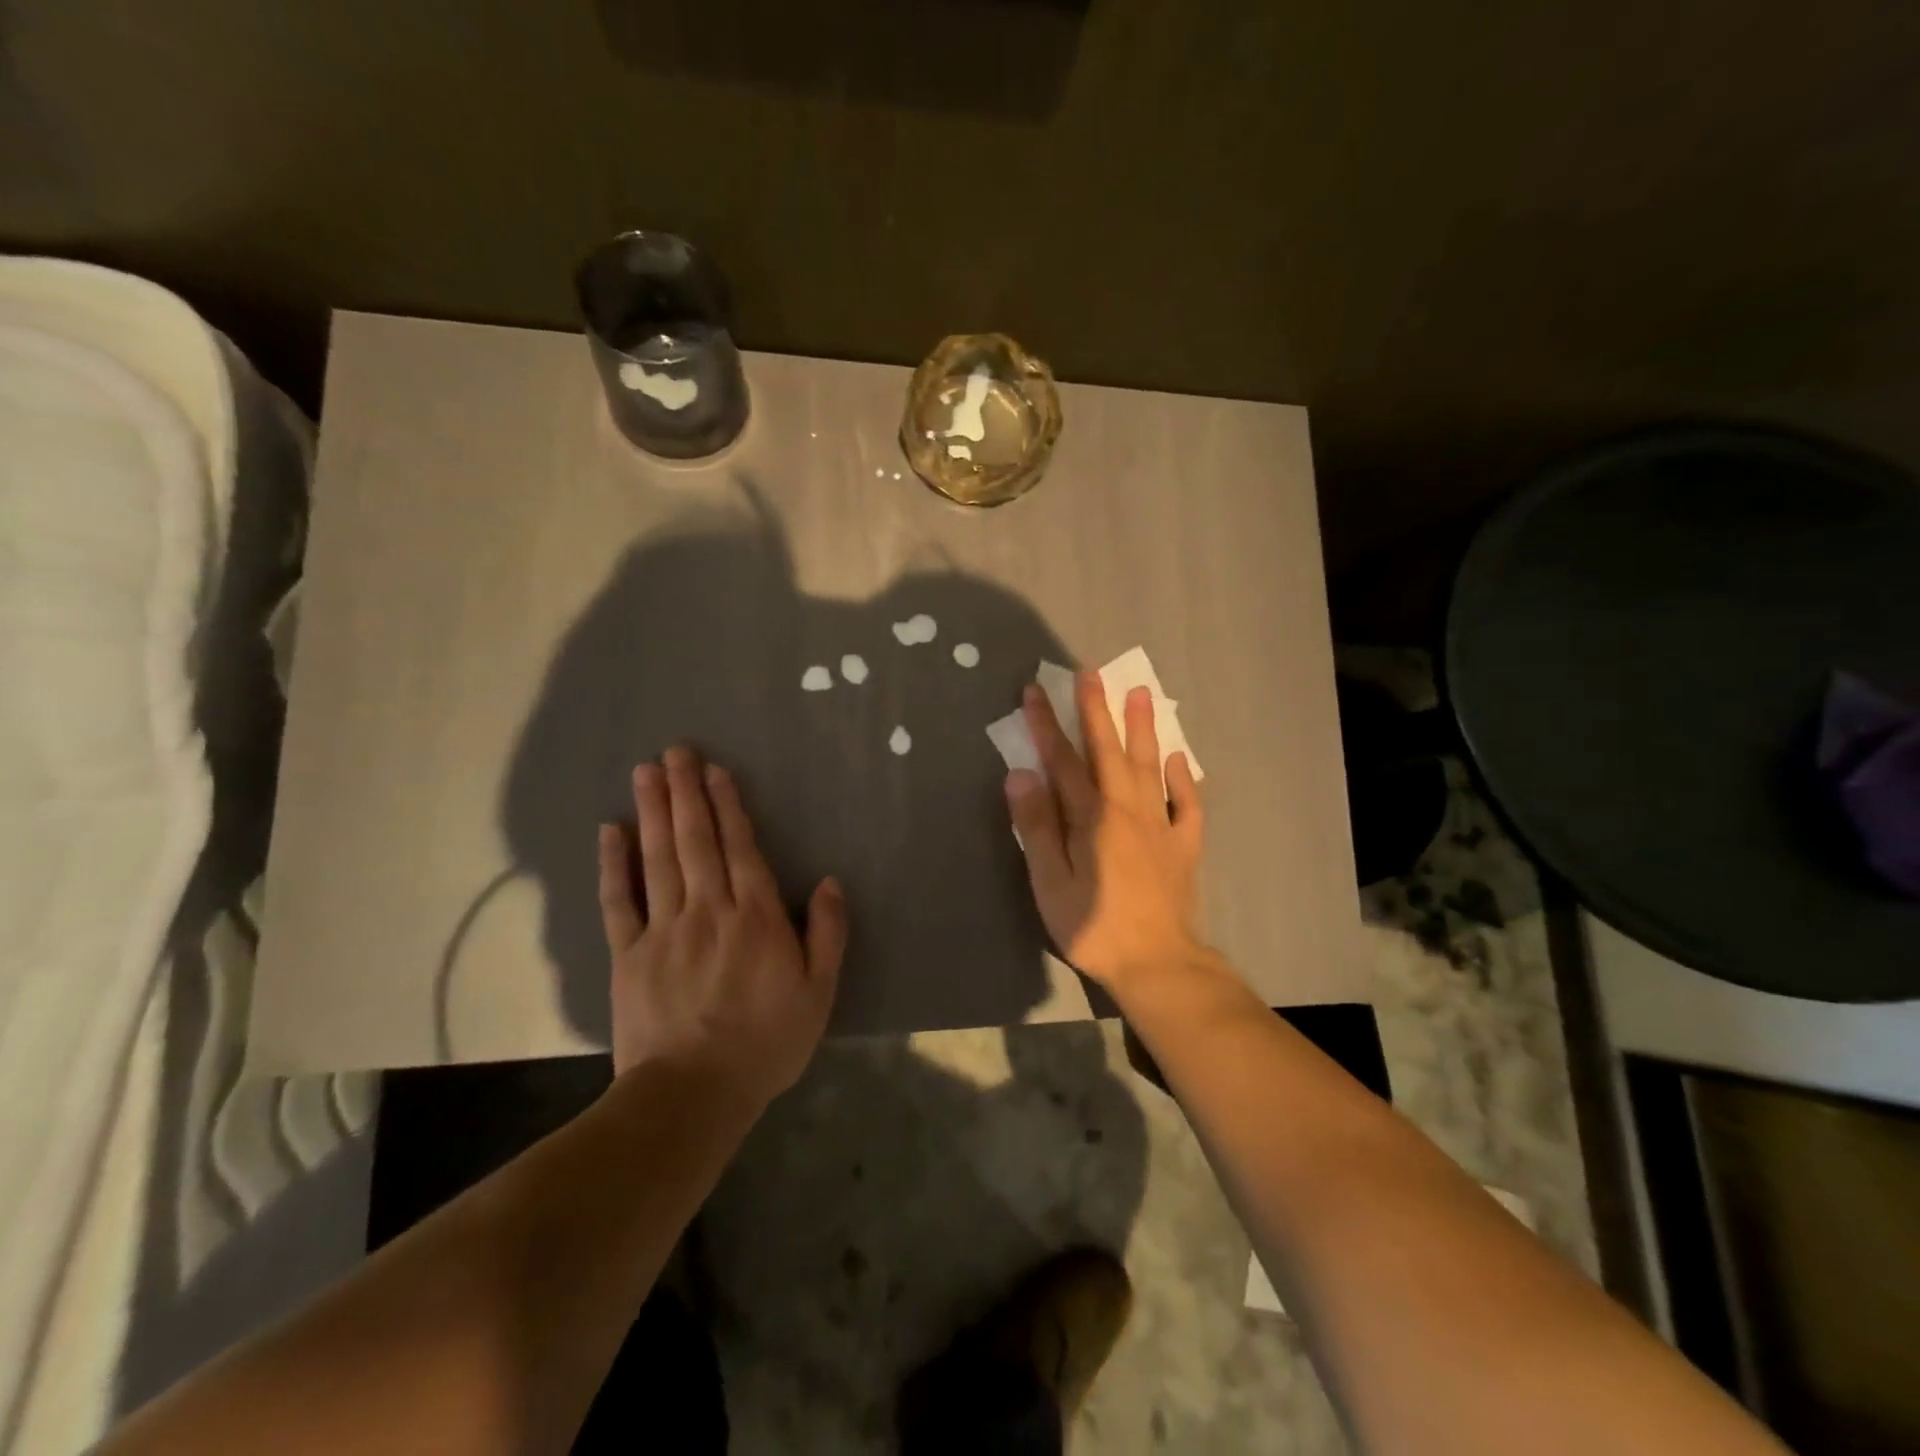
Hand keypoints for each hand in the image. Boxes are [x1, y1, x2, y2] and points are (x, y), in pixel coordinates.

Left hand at [598, 747, 846, 1105]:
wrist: (693, 1094)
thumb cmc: (766, 1042)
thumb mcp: (819, 992)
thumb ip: (828, 934)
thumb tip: (831, 882)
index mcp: (756, 917)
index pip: (740, 848)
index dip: (728, 806)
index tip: (715, 771)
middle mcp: (709, 910)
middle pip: (696, 841)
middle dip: (686, 792)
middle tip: (675, 751)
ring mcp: (664, 929)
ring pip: (658, 859)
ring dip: (653, 812)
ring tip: (647, 772)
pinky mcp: (629, 954)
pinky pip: (619, 901)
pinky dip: (614, 865)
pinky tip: (610, 832)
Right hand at [1004, 672, 1205, 991]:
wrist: (1158, 964)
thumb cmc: (1093, 927)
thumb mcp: (1051, 882)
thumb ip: (1036, 827)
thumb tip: (1021, 774)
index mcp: (1091, 817)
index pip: (1062, 761)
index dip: (1046, 725)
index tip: (1035, 692)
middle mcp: (1127, 810)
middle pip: (1109, 751)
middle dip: (1096, 710)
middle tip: (1091, 673)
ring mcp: (1161, 825)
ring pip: (1150, 766)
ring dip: (1142, 729)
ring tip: (1140, 694)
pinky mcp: (1184, 846)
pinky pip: (1188, 804)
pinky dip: (1183, 778)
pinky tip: (1178, 759)